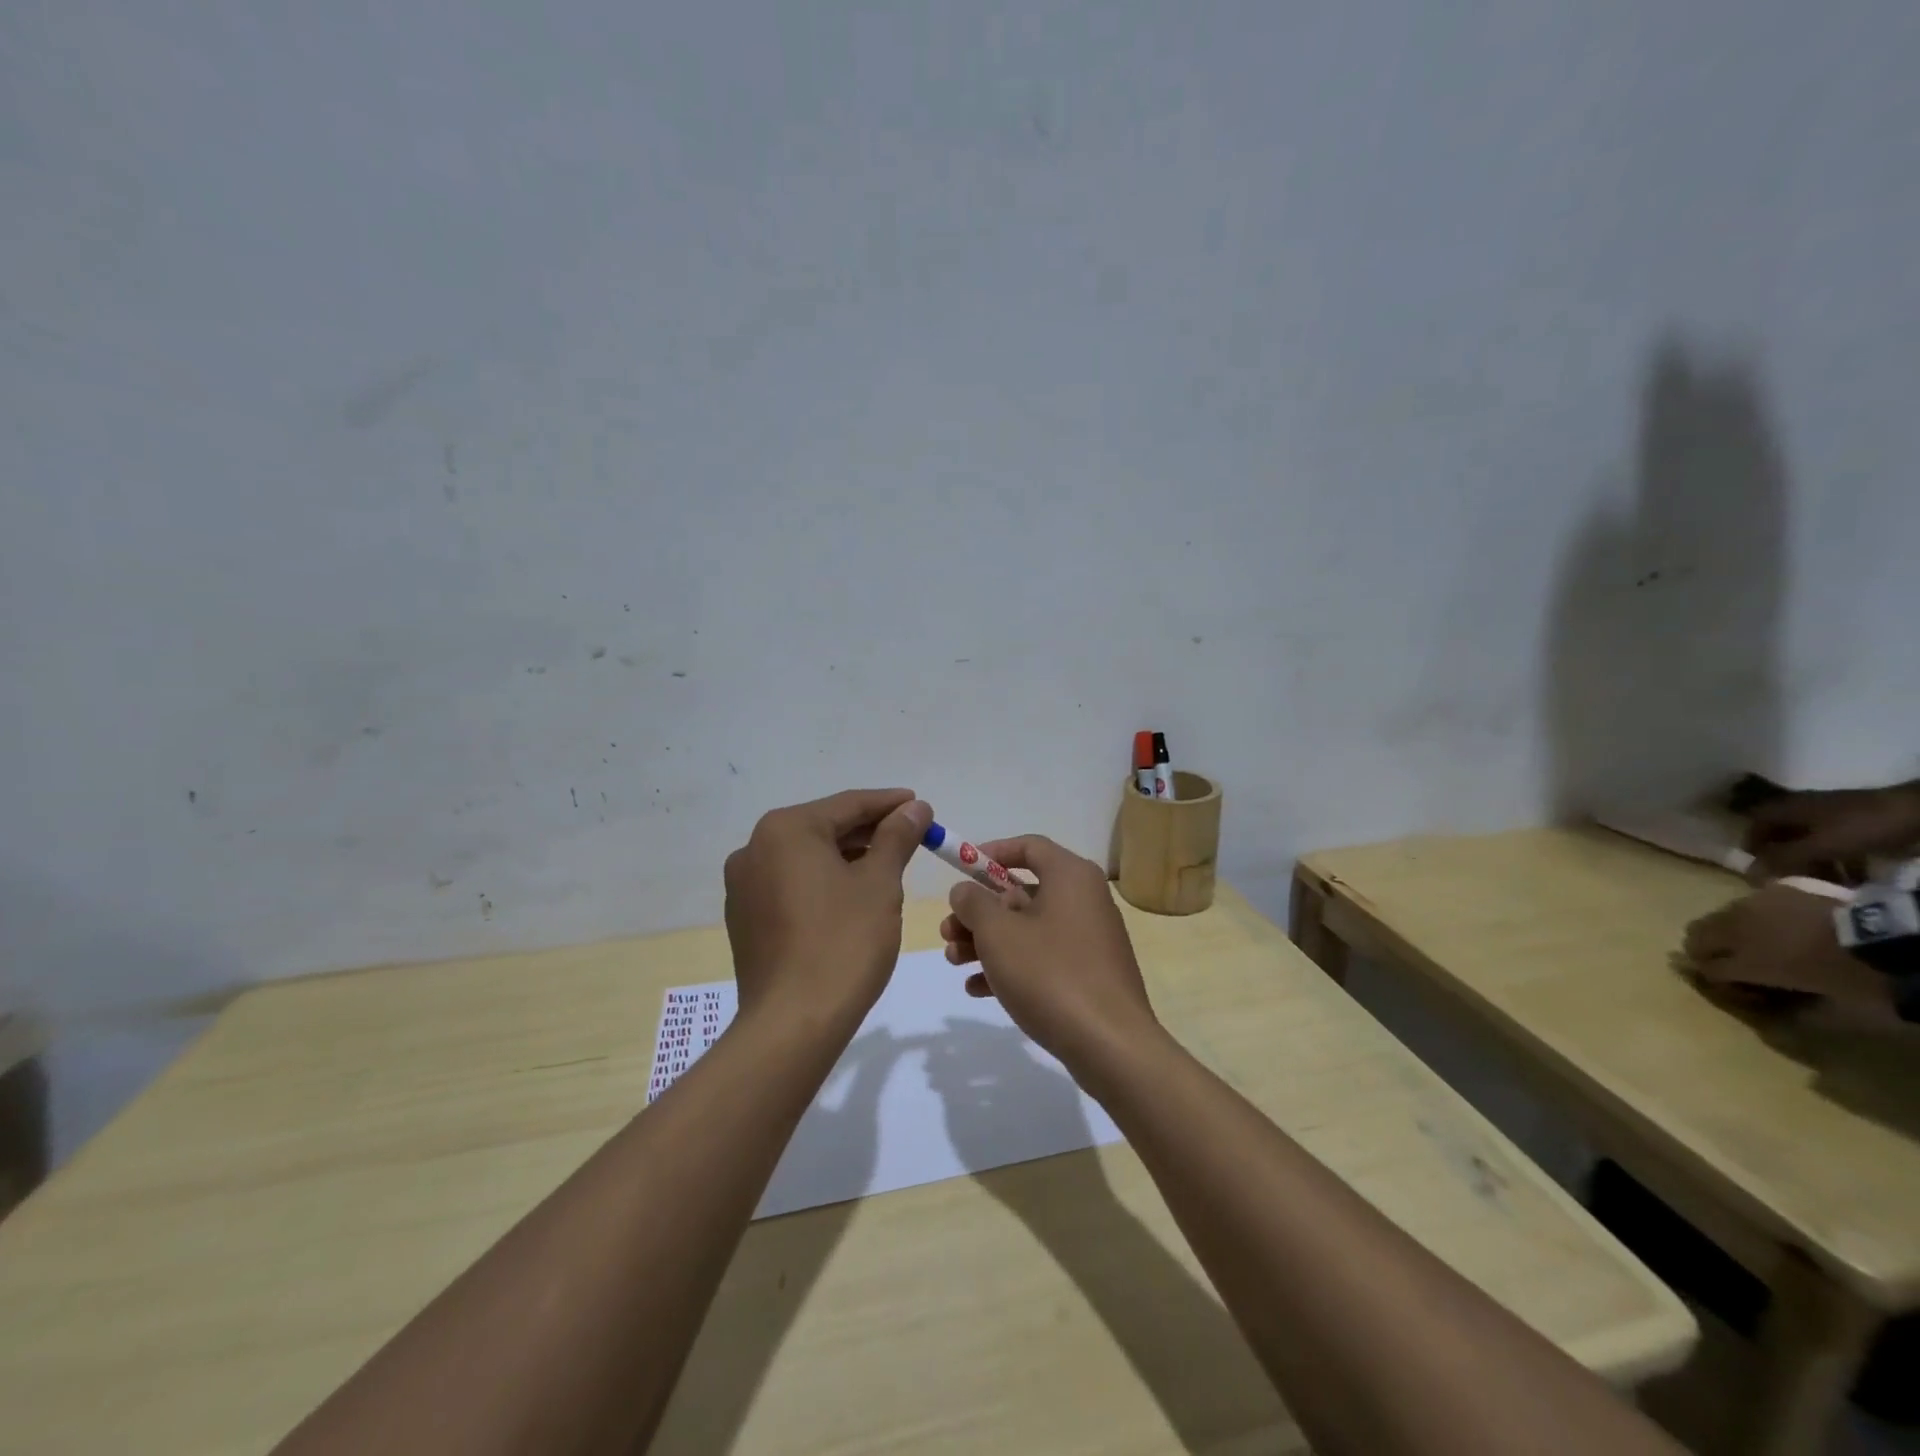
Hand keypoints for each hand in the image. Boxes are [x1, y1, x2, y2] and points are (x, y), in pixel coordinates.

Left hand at [724, 790, 930, 1027]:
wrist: (792, 1024)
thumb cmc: (843, 942)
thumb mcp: (880, 883)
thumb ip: (897, 837)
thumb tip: (915, 807)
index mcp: (785, 830)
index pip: (848, 804)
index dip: (890, 804)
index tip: (921, 806)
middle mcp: (754, 848)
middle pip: (824, 828)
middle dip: (869, 831)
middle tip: (911, 836)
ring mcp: (743, 886)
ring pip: (806, 857)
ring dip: (847, 857)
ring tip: (887, 865)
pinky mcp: (745, 918)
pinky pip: (791, 884)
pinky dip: (823, 882)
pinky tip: (851, 896)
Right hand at [938, 835, 1161, 1067]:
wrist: (1110, 1045)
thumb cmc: (1050, 974)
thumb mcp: (998, 933)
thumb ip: (974, 903)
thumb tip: (966, 891)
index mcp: (1071, 876)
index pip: (1029, 846)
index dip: (991, 853)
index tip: (960, 870)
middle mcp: (1084, 900)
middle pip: (1022, 892)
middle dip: (979, 912)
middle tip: (947, 932)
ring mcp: (1088, 939)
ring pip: (1028, 929)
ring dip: (987, 942)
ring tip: (953, 962)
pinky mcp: (1088, 974)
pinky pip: (1042, 958)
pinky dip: (1011, 967)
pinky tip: (977, 988)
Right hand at [1682, 884, 1892, 1010]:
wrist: (1879, 937)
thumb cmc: (1845, 973)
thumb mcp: (1811, 995)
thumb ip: (1772, 990)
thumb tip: (1752, 990)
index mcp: (1742, 962)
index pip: (1706, 967)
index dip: (1711, 975)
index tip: (1724, 981)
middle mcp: (1733, 930)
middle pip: (1696, 934)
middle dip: (1704, 946)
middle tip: (1721, 956)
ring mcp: (1749, 905)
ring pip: (1720, 914)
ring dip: (1729, 927)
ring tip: (1753, 936)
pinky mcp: (1773, 889)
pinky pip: (1753, 901)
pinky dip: (1757, 912)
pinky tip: (1778, 919)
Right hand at [1745, 782, 1919, 876]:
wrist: (1918, 813)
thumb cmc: (1860, 826)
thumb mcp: (1820, 845)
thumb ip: (1784, 859)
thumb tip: (1748, 873)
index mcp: (1788, 808)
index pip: (1756, 823)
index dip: (1752, 843)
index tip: (1756, 864)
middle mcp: (1805, 809)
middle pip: (1784, 835)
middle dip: (1786, 858)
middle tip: (1791, 880)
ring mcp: (1833, 816)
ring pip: (1813, 842)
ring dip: (1815, 864)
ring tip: (1825, 885)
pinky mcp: (1858, 825)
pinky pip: (1839, 845)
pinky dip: (1841, 862)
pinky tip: (1853, 880)